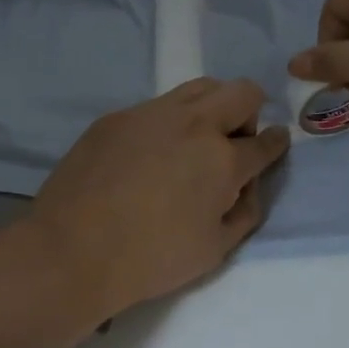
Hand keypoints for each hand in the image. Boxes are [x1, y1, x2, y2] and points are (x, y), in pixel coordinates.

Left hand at [28, 78, 290, 318]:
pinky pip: (155, 107)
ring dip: (209, 108)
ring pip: (198, 88)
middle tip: (231, 143)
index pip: (264, 142)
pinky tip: (146, 156)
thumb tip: (248, 184)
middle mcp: (192, 124)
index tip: (274, 143)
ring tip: (192, 142)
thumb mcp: (214, 250)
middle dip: (249, 113)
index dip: (275, 143)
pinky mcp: (116, 117)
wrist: (73, 250)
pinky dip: (166, 124)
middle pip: (240, 92)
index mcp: (222, 159)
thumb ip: (244, 211)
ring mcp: (150, 114)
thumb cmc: (150, 259)